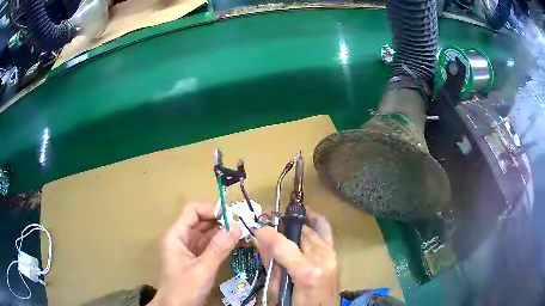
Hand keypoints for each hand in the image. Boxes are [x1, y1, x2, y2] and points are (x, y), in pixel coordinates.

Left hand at [149, 203, 241, 305]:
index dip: (211, 209)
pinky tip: (238, 244)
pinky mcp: (197, 259)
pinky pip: (211, 246)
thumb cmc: (184, 288)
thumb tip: (236, 226)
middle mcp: (182, 239)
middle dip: (221, 221)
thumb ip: (219, 248)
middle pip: (201, 222)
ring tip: (244, 233)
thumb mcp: (202, 269)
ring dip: (224, 233)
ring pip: (208, 234)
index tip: (231, 215)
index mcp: (176, 236)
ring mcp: (190, 249)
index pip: (192, 212)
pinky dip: (223, 245)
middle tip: (243, 223)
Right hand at [256, 210, 338, 304]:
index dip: (267, 234)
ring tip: (281, 227)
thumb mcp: (277, 291)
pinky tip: (305, 216)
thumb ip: (270, 264)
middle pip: (299, 232)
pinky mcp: (335, 254)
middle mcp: (322, 258)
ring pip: (310, 229)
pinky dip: (314, 221)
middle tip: (268, 231)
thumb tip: (259, 240)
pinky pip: (324, 230)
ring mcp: (332, 254)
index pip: (283, 244)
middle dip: (281, 227)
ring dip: (294, 226)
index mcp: (307, 272)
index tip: (256, 229)